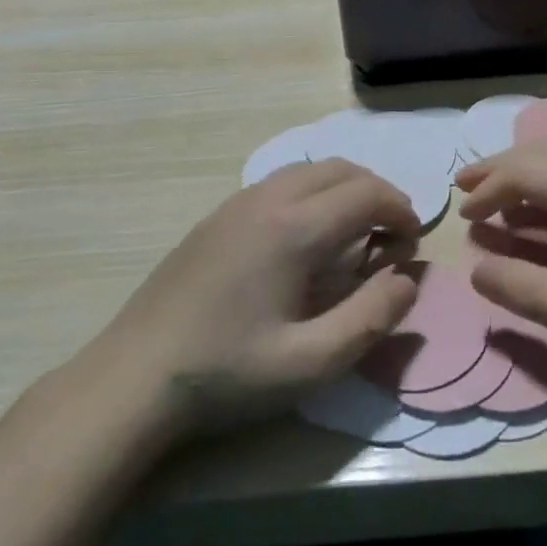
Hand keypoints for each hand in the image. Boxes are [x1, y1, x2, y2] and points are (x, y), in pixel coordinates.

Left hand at [83, 161, 420, 439]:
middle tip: (390, 235)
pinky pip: (281, 183)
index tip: (412, 242)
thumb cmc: (226, 372)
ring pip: (309, 170)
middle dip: (376, 193)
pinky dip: (312, 192)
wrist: (134, 375)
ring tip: (354, 232)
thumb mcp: (309, 363)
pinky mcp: (218, 215)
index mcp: (295, 228)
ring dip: (343, 188)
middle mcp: (269, 199)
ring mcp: (238, 202)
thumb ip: (370, 319)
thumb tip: (407, 280)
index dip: (400, 210)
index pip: (367, 193)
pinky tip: (305, 237)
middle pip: (341, 169)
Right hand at [457, 142, 546, 373]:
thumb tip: (476, 270)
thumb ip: (532, 293)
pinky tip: (543, 193)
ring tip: (493, 186)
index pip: (528, 173)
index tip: (463, 218)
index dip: (489, 191)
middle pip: (543, 151)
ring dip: (526, 165)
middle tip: (464, 189)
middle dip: (499, 169)